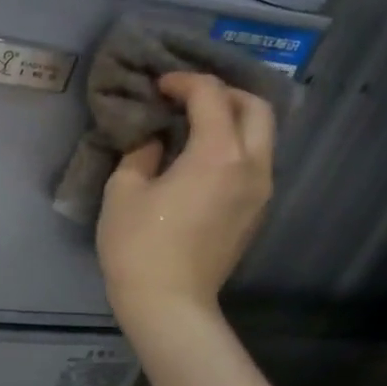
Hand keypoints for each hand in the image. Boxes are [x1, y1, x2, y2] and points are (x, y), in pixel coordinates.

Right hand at [97, 72, 274, 323]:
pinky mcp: (256, 211)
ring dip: (232, 119)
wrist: (169, 302)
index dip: (184, 82)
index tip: (158, 87)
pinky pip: (255, 161)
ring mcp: (261, 190)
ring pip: (262, 135)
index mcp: (218, 154)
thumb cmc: (138, 244)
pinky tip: (201, 158)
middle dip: (222, 93)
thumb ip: (142, 153)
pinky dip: (234, 145)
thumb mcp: (124, 190)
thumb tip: (157, 141)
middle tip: (186, 99)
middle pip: (256, 107)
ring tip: (194, 125)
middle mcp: (252, 165)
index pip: (211, 95)